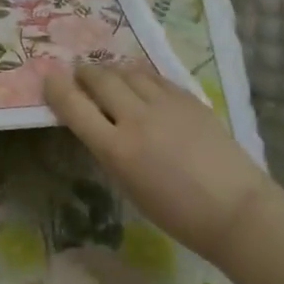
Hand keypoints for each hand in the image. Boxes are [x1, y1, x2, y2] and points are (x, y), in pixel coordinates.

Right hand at [42, 61, 276, 259]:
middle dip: (84, 73)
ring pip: (127, 71)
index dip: (56, 89)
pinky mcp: (188, 98)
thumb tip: (96, 121)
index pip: (74, 107)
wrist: (235, 209)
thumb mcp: (128, 185)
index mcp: (116, 149)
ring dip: (112, 70)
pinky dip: (139, 75)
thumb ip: (108, 149)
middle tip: (79, 73)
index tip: (49, 80)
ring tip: (109, 75)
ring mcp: (165, 104)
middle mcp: (136, 119)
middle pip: (99, 79)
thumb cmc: (176, 212)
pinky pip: (154, 76)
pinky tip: (139, 81)